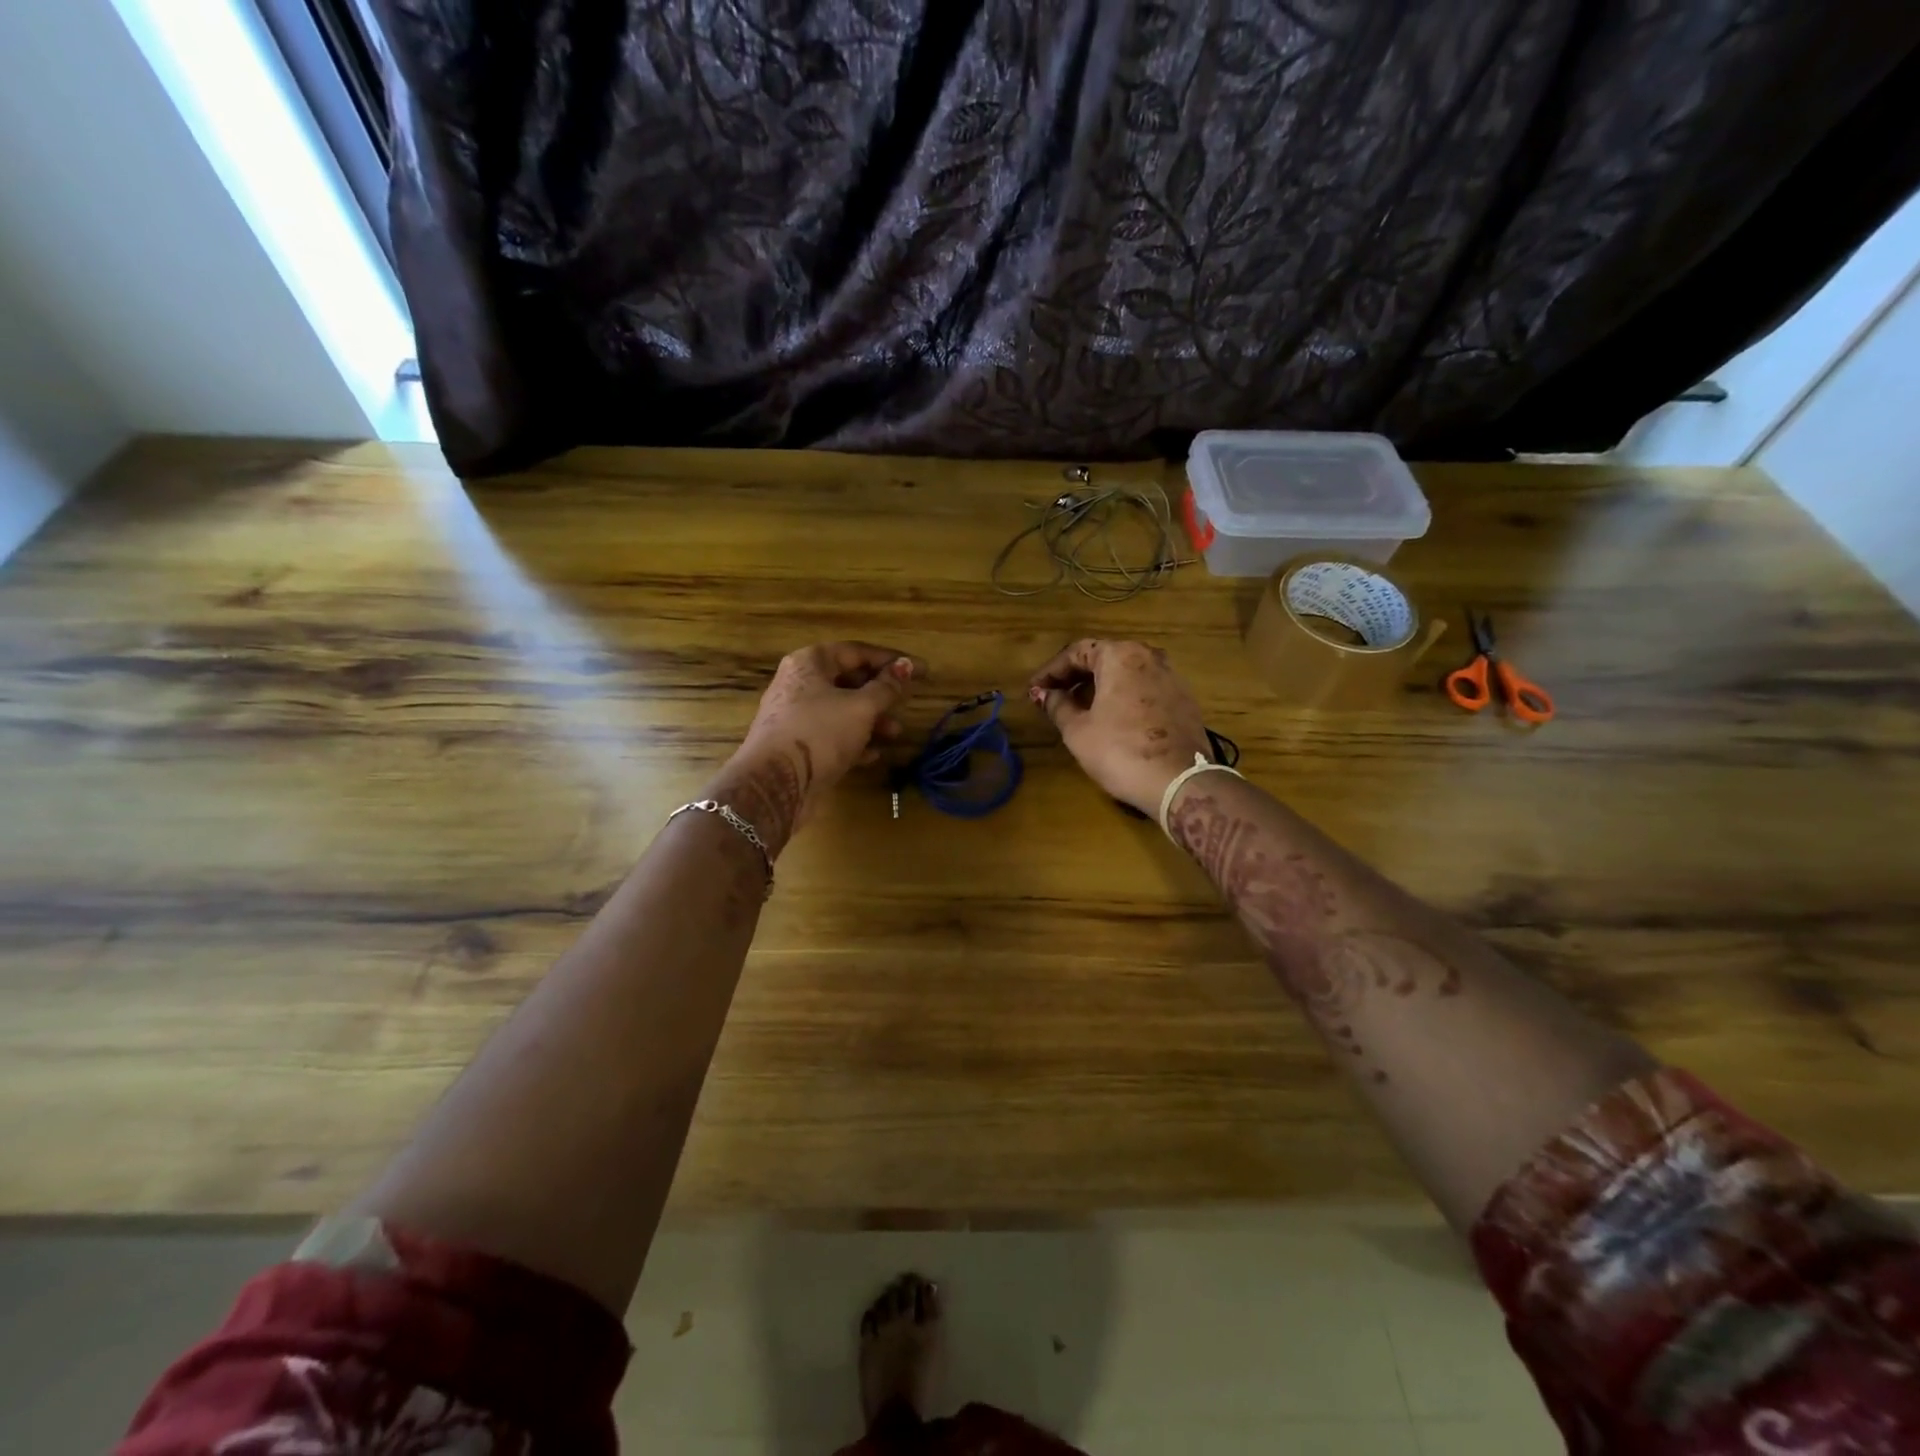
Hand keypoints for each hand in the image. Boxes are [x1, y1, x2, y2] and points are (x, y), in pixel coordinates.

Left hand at [711, 641, 921, 854]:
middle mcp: (799, 684)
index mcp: (810, 662)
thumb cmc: (820, 732)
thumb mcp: (862, 707)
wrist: (775, 783)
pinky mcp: (797, 746)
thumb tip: (906, 666)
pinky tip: (873, 755)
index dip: (892, 660)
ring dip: (871, 721)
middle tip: (906, 702)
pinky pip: (831, 736)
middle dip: (881, 694)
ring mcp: (795, 717)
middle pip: (848, 680)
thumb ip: (887, 687)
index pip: (857, 651)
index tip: (920, 670)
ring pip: (841, 711)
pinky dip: (854, 742)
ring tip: (895, 733)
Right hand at [1029, 639, 1211, 815]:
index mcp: (1120, 655)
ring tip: (1079, 709)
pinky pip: (1144, 689)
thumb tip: (1045, 694)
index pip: (1076, 652)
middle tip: (1053, 697)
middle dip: (1075, 677)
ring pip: (1126, 673)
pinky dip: (1123, 697)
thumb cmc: (1120, 751)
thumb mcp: (1077, 730)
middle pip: (1104, 658)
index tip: (1034, 690)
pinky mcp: (1184, 700)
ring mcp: (1172, 677)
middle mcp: (1149, 656)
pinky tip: (1111, 719)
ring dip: (1099, 686)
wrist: (1180, 782)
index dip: (1051, 671)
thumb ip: (1058, 705)